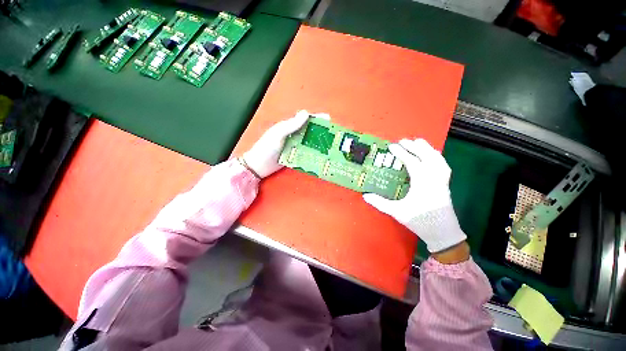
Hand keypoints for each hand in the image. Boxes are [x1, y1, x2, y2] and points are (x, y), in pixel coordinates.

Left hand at [243, 110, 328, 178]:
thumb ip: (291, 125)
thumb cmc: (266, 148)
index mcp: (288, 127)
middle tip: (332, 134)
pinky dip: (313, 152)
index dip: (316, 118)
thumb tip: (306, 113)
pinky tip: (320, 155)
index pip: (304, 119)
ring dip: (318, 142)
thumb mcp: (278, 134)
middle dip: (320, 131)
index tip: (328, 120)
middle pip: (309, 131)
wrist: (258, 166)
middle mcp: (293, 135)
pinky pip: (305, 152)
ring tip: (329, 145)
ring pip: (308, 141)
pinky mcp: (294, 156)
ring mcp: (294, 146)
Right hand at [363, 139, 466, 253]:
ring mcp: (442, 181)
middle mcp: (434, 178)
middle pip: (427, 156)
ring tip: (418, 143)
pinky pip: (443, 165)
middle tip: (403, 141)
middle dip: (415, 146)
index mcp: (422, 183)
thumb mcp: (397, 212)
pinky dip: (437, 157)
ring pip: (438, 159)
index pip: (412, 162)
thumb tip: (365, 196)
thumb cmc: (420, 221)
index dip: (402, 153)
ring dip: (428, 149)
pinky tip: (432, 156)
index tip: (392, 146)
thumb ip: (380, 203)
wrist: (443, 233)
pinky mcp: (445, 184)